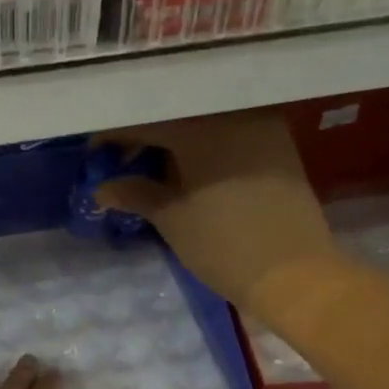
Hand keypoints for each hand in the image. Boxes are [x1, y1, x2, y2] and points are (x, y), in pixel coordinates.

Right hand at [93, 113, 337, 315]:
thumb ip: (135, 194)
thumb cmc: (223, 245)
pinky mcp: (278, 145)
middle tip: (121, 163)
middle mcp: (232, 114)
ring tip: (153, 170)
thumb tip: (102, 187)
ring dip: (175, 142)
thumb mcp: (172, 219)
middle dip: (145, 137)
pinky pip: (229, 134)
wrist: (294, 274)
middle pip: (176, 116)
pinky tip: (190, 171)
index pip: (145, 121)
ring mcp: (260, 126)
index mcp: (201, 127)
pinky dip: (204, 147)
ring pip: (204, 123)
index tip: (94, 154)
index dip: (114, 136)